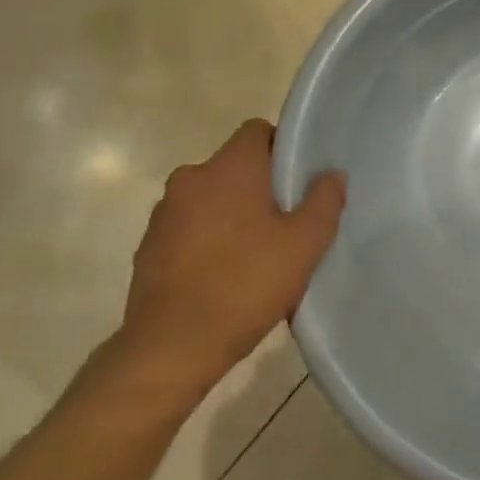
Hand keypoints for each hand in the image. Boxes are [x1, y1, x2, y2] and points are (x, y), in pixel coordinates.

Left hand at [115, 119, 345, 405]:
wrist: (172, 348)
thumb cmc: (246, 284)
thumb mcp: (305, 244)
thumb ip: (324, 201)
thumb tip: (332, 175)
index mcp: (229, 168)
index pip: (257, 131)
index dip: (282, 149)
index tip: (298, 181)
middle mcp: (190, 179)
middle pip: (234, 167)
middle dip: (259, 187)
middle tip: (285, 222)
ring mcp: (163, 214)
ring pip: (210, 199)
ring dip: (230, 215)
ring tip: (255, 255)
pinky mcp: (147, 249)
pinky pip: (188, 230)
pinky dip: (206, 242)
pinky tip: (224, 277)